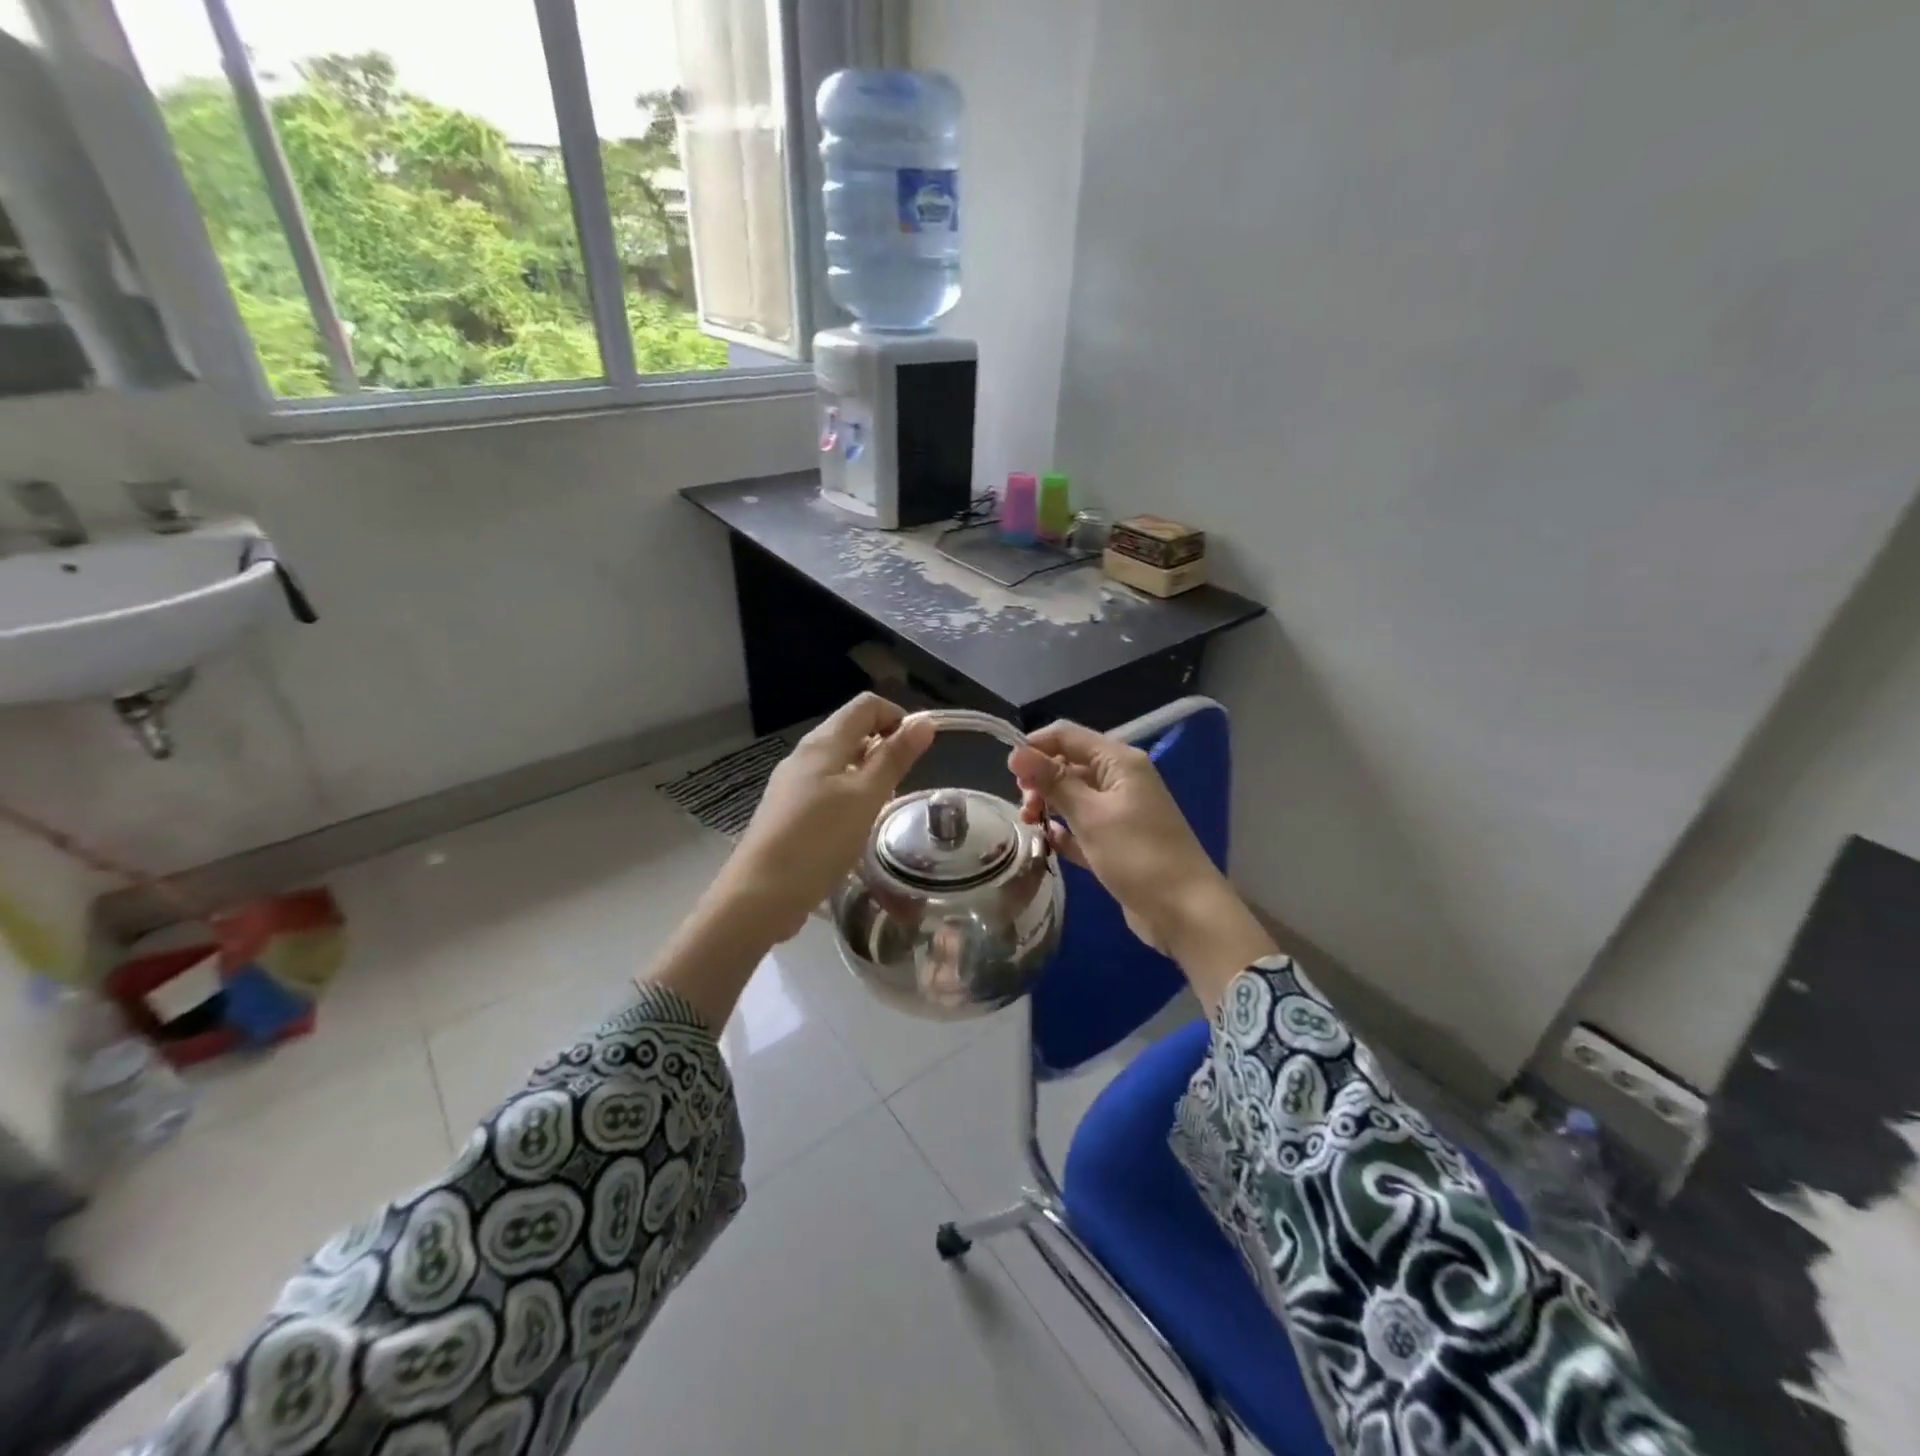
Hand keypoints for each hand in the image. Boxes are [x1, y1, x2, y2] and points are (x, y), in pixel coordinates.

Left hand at [719, 694, 935, 942]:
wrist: (759, 895)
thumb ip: (895, 758)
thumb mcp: (866, 797)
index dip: (898, 717)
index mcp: (823, 743)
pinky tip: (855, 827)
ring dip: (868, 774)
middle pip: (852, 730)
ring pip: (840, 762)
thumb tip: (925, 721)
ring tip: (883, 807)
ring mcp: (791, 784)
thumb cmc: (819, 841)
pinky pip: (826, 788)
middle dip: (884, 746)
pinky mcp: (787, 812)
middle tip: (904, 783)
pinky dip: (849, 796)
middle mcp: (804, 755)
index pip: (866, 705)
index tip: (918, 751)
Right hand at [1008, 720, 1274, 1008]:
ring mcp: (1120, 811)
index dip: (1035, 747)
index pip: (1068, 736)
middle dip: (1041, 780)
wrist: (1184, 911)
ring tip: (1031, 827)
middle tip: (1024, 808)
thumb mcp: (1090, 815)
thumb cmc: (1137, 855)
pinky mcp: (1117, 841)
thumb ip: (1053, 782)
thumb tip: (1015, 753)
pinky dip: (1065, 832)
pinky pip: (1082, 826)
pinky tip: (1050, 843)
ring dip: (1050, 807)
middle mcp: (1120, 779)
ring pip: (1073, 796)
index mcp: (1119, 762)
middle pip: (1069, 764)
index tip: (1008, 773)